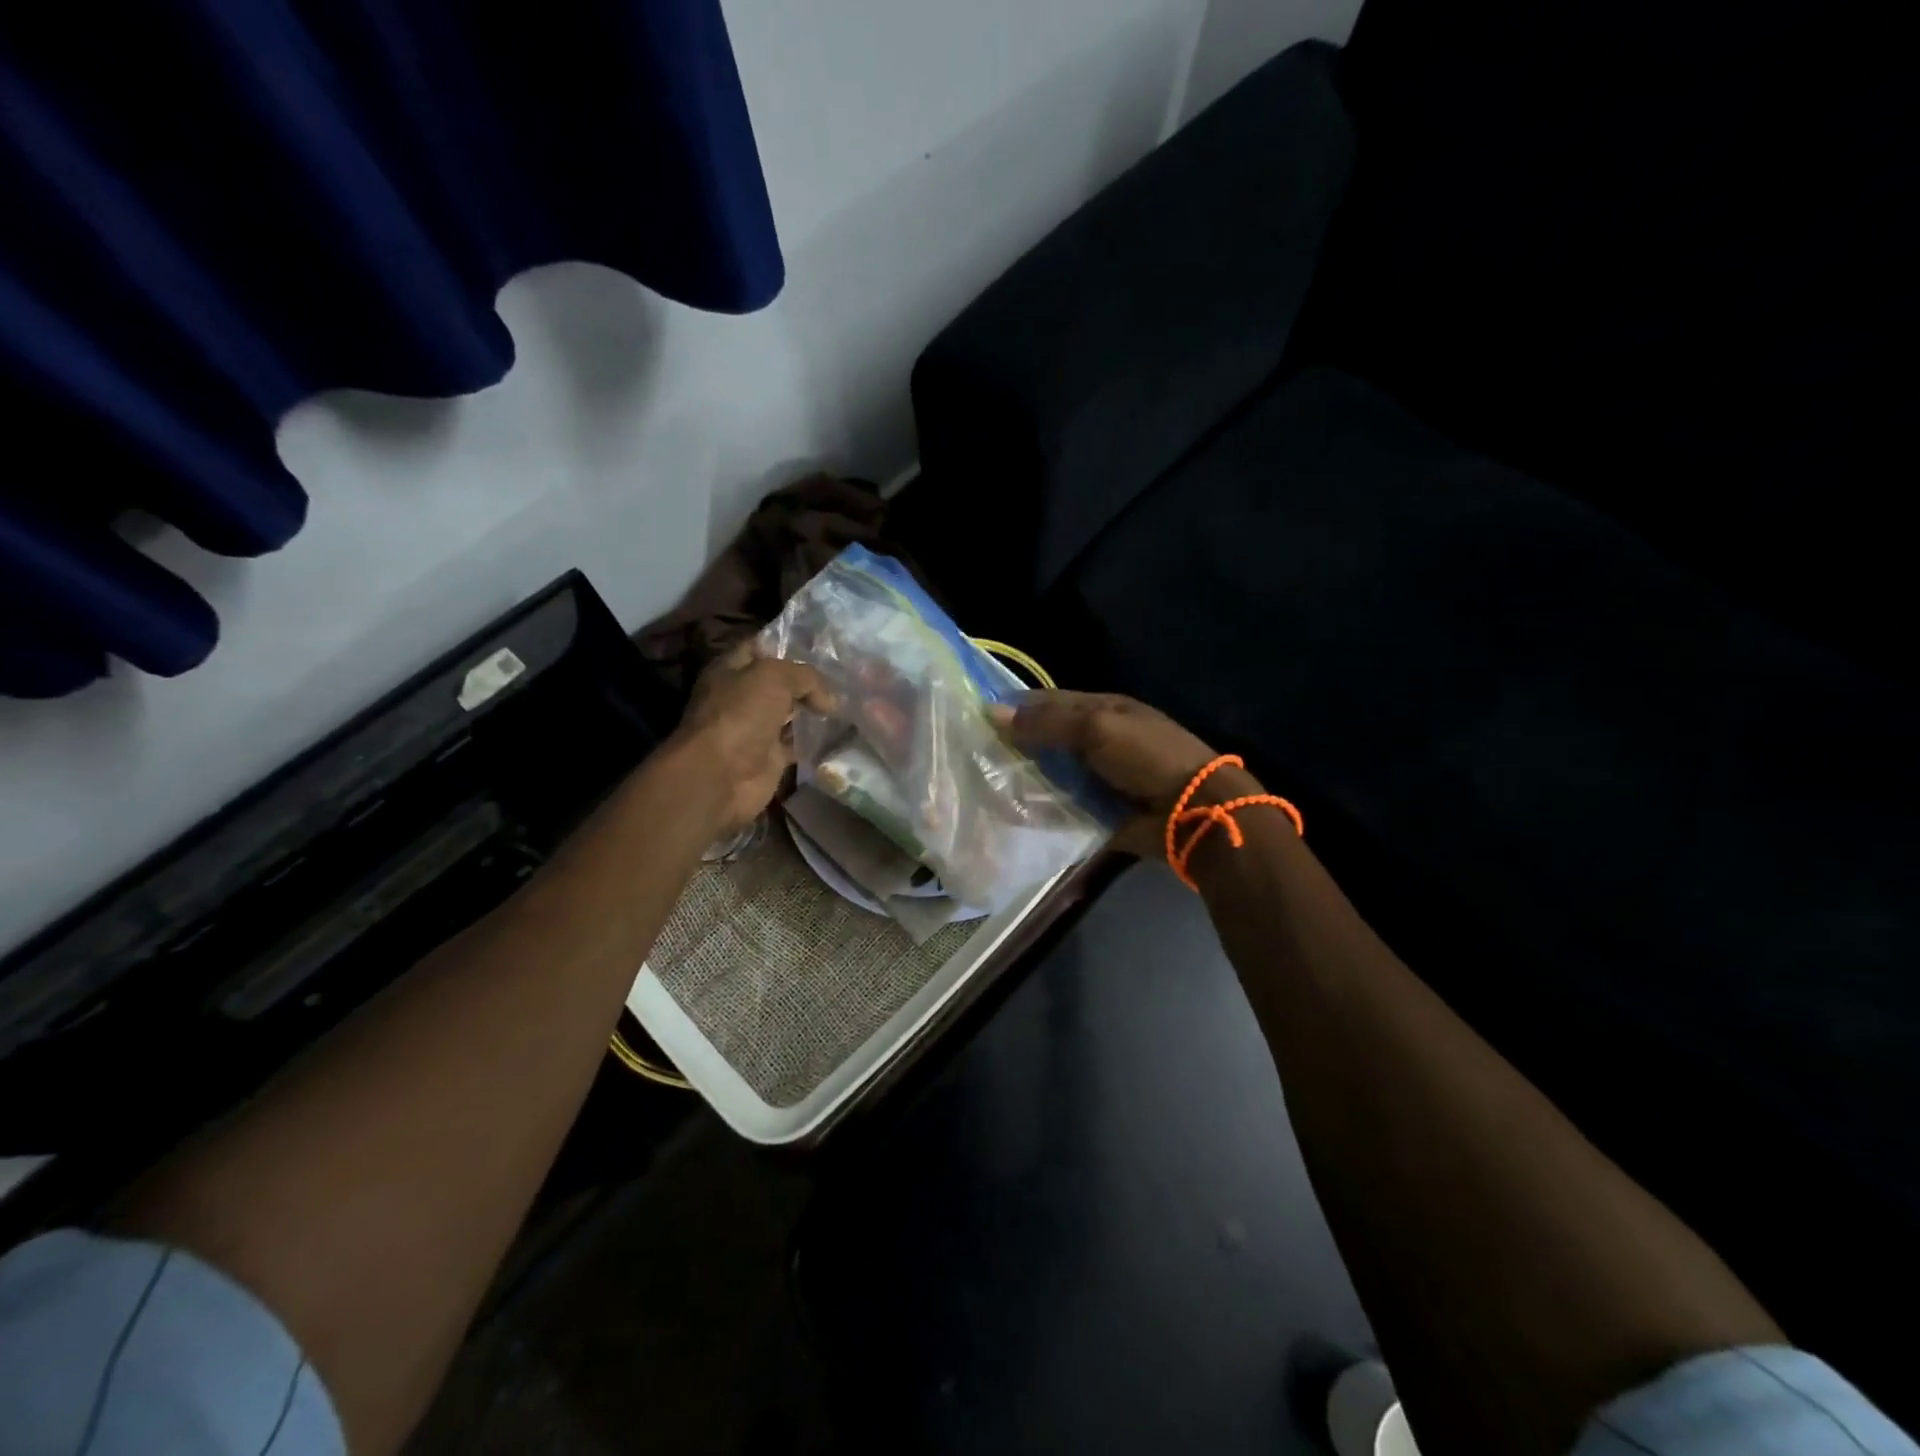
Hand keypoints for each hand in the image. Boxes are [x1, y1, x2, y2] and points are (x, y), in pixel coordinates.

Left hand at [670, 645, 832, 833]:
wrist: (722, 774)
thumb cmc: (740, 714)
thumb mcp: (774, 677)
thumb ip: (806, 677)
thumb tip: (829, 700)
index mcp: (731, 669)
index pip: (762, 647)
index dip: (789, 644)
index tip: (823, 647)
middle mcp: (742, 696)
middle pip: (780, 682)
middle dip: (808, 680)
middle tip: (844, 675)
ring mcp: (755, 728)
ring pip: (791, 712)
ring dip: (814, 710)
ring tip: (847, 701)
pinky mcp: (770, 756)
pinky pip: (798, 742)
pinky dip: (816, 740)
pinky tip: (839, 731)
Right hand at [991, 691, 1247, 855]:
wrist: (1192, 811)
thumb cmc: (1147, 756)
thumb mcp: (1097, 728)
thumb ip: (1046, 722)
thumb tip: (991, 711)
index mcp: (1102, 709)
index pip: (1049, 702)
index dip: (1015, 707)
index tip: (975, 716)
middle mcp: (1096, 740)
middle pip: (1046, 739)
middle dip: (1013, 745)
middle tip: (971, 753)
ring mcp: (1095, 777)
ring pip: (1049, 774)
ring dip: (1022, 778)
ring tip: (980, 783)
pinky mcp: (1095, 810)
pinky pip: (1059, 806)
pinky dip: (1038, 808)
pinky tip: (1007, 811)